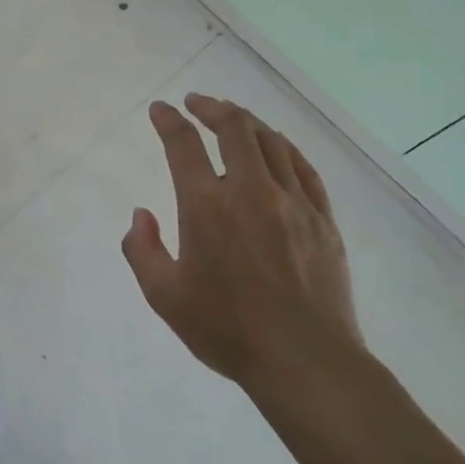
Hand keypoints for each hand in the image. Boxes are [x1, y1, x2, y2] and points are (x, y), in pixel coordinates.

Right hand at [122, 93, 363, 391]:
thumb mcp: (165, 297)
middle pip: (234, 128)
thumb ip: (142, 250)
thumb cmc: (227, 330)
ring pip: (270, 141)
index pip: (183, 145)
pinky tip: (276, 148)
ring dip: (247, 122)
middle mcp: (250, 191)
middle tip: (197, 103)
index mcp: (207, 207)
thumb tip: (141, 214)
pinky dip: (284, 148)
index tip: (160, 110)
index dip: (168, 121)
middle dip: (211, 107)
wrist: (304, 360)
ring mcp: (293, 201)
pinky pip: (303, 167)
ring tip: (233, 118)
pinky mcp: (322, 218)